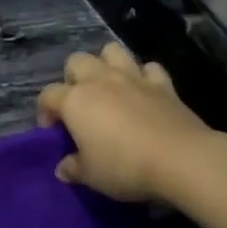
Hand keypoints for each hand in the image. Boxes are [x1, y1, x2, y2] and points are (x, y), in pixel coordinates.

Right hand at [36, 43, 213, 203]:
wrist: (181, 159)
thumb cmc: (125, 166)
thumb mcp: (91, 176)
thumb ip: (73, 168)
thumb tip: (64, 168)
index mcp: (75, 100)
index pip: (48, 95)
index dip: (45, 111)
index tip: (53, 132)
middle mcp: (100, 80)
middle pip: (77, 61)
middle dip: (73, 78)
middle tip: (80, 105)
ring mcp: (133, 78)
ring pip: (112, 51)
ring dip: (107, 64)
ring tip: (109, 87)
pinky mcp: (163, 84)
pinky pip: (149, 68)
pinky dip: (144, 76)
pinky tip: (144, 92)